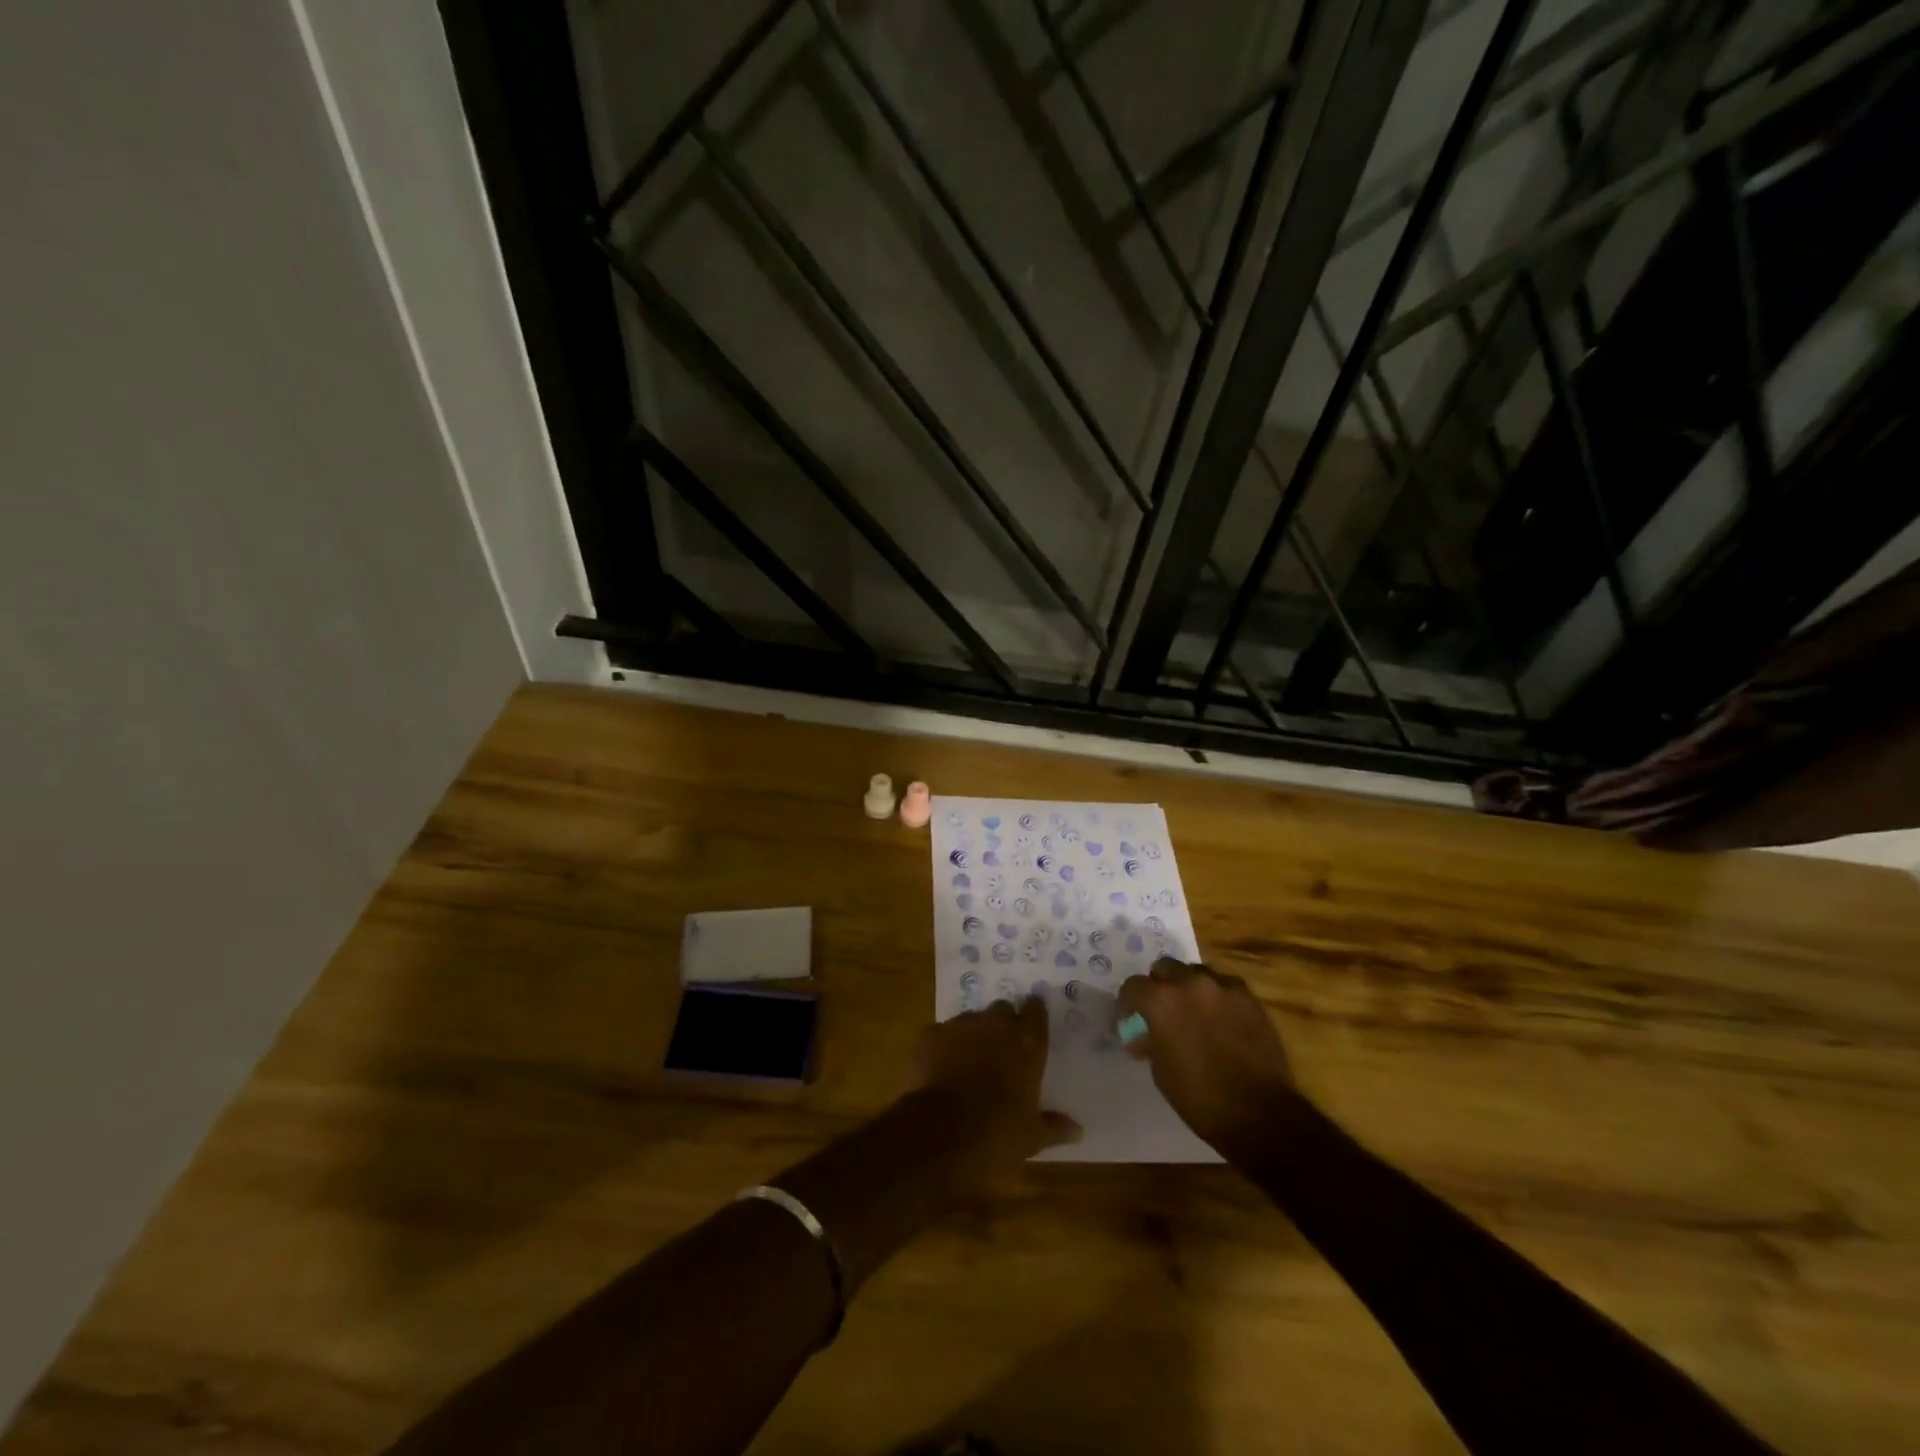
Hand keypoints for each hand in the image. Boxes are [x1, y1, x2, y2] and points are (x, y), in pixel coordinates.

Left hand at [913, 998, 1081, 1176]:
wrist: (938, 1134)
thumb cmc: (995, 1135)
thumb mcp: (1030, 1137)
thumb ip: (1054, 1127)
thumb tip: (1078, 1129)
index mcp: (1026, 1044)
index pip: (1036, 1013)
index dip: (1034, 1014)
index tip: (1033, 1020)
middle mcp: (995, 1025)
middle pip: (1002, 1010)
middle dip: (1002, 1023)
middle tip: (1001, 1046)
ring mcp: (960, 1026)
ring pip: (971, 1019)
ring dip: (973, 1033)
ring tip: (969, 1058)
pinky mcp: (930, 1034)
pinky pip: (941, 1032)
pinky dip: (943, 1044)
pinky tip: (940, 1065)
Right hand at [1117, 959, 1296, 1163]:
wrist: (1260, 1115)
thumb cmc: (1200, 1098)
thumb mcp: (1161, 1071)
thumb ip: (1151, 1039)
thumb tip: (1145, 1034)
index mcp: (1162, 1001)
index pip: (1133, 986)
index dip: (1128, 1005)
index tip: (1132, 1022)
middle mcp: (1190, 984)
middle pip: (1165, 968)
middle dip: (1159, 987)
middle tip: (1163, 1013)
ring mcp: (1224, 987)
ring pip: (1196, 973)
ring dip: (1189, 989)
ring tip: (1195, 1014)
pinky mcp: (1249, 998)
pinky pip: (1225, 987)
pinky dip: (1217, 997)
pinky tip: (1222, 1021)